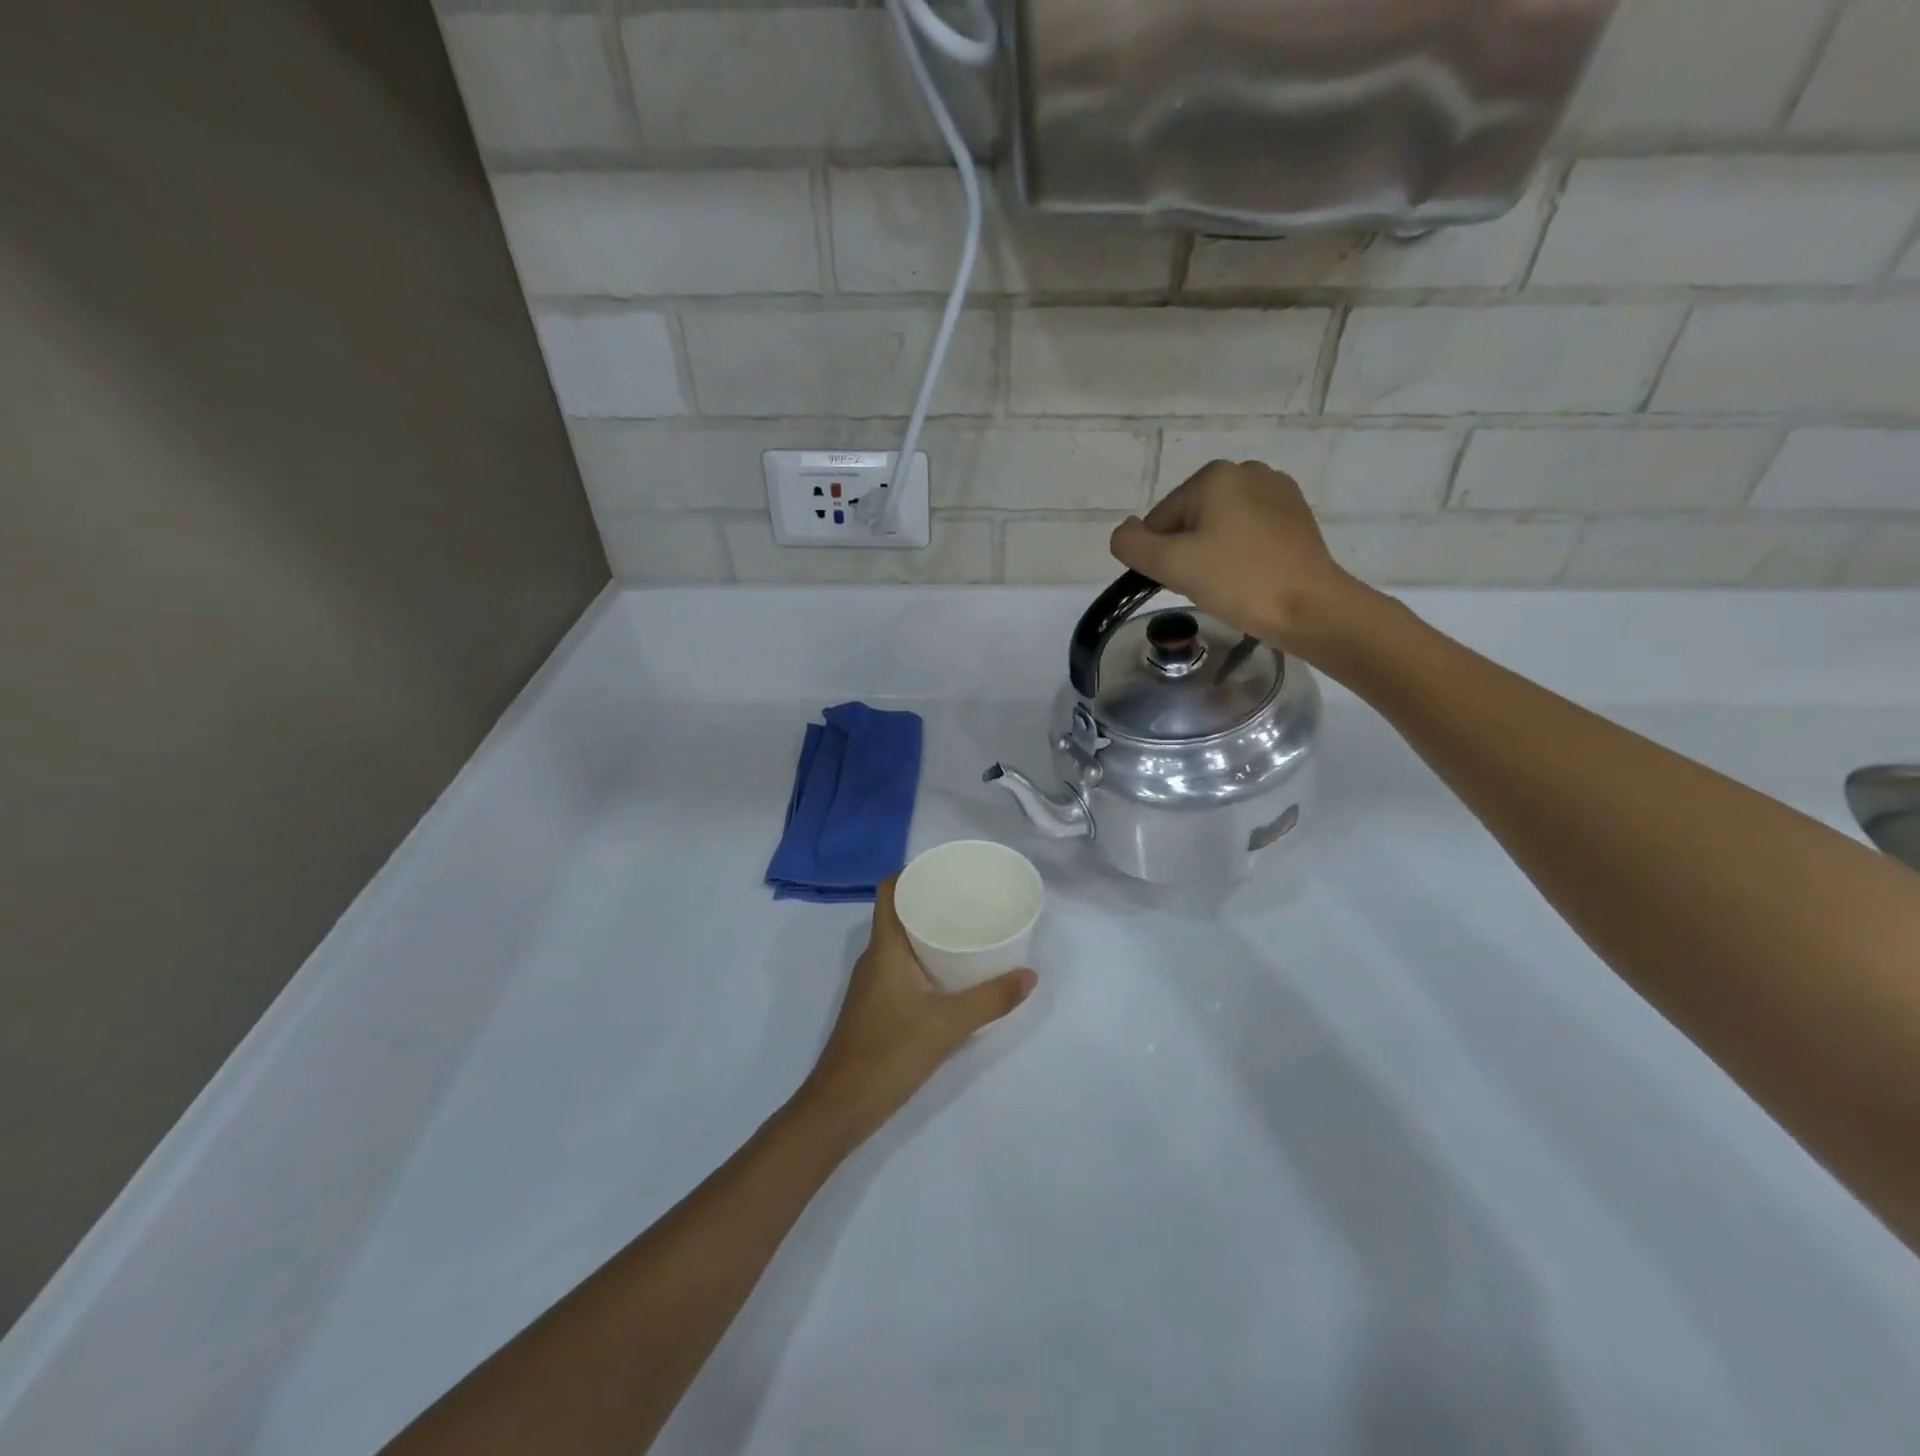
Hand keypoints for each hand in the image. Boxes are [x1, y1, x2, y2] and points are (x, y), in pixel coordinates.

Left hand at [799, 878, 1035, 1147]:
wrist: (841, 1105)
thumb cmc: (890, 1052)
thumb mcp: (948, 1025)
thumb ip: (991, 1000)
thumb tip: (1030, 975)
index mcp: (885, 948)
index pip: (888, 891)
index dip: (911, 872)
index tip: (945, 868)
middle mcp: (874, 958)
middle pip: (897, 913)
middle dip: (929, 900)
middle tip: (967, 897)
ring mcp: (871, 984)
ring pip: (899, 942)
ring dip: (926, 930)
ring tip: (965, 928)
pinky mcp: (875, 1006)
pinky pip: (899, 966)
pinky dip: (922, 958)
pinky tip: (949, 973)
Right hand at [1110, 460, 1372, 657]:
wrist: (1310, 607)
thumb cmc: (1238, 582)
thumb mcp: (1171, 565)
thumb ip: (1132, 545)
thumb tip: (1124, 533)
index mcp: (1213, 476)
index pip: (1160, 520)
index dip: (1161, 555)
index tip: (1183, 580)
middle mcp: (1246, 471)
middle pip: (1189, 519)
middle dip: (1188, 552)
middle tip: (1206, 584)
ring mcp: (1276, 490)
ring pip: (1219, 526)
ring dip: (1213, 553)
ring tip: (1230, 582)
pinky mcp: (1296, 514)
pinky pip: (1248, 531)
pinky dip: (1240, 552)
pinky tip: (1251, 575)